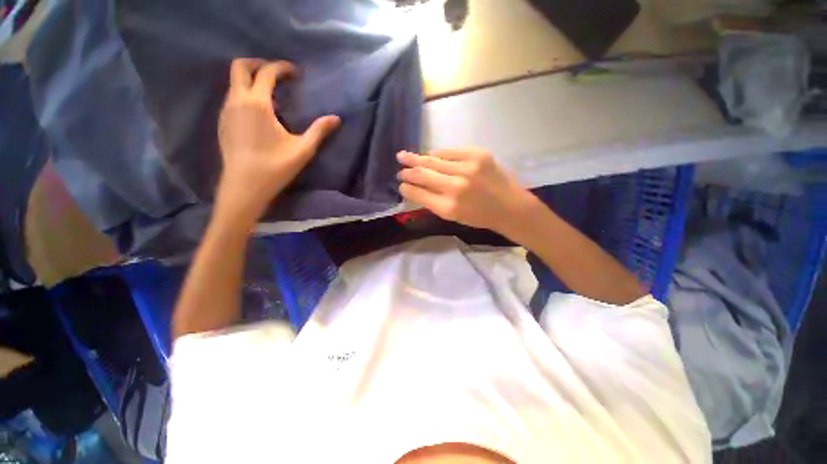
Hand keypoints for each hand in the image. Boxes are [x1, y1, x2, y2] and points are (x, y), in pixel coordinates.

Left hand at [216, 59, 339, 223]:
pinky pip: (232, 98)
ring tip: (271, 96)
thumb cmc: (275, 167)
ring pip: (234, 83)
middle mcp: (237, 101)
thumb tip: (336, 119)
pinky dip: (245, 95)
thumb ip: (319, 131)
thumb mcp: (303, 150)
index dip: (281, 67)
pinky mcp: (223, 122)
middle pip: (240, 67)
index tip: (295, 73)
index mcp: (257, 104)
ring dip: (251, 81)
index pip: (266, 72)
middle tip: (277, 74)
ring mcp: (226, 111)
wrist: (244, 185)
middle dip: (259, 64)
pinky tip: (259, 113)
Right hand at [397, 148, 537, 236]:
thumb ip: (434, 202)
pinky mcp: (478, 154)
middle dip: (408, 171)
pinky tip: (430, 154)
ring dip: (417, 159)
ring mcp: (467, 168)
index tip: (401, 185)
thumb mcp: (454, 217)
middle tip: (399, 168)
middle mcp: (456, 187)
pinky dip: (437, 154)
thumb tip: (416, 188)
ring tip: (404, 156)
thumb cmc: (480, 217)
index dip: (407, 188)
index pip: (420, 193)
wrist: (511, 207)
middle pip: (424, 174)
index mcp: (448, 207)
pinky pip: (449, 151)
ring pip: (434, 160)